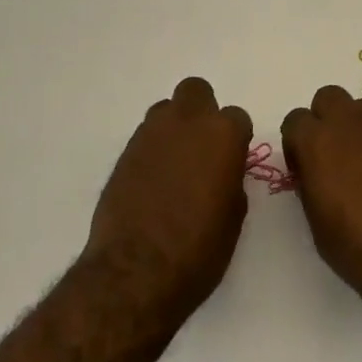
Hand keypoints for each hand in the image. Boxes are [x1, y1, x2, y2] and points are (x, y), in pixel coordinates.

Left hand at [83, 77, 251, 328]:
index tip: (231, 162)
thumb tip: (222, 172)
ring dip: (174, 128)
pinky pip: (145, 137)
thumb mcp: (234, 217)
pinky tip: (152, 182)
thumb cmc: (199, 249)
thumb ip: (231, 180)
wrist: (137, 270)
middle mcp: (186, 122)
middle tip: (202, 148)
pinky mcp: (124, 152)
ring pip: (166, 110)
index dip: (235, 140)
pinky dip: (152, 151)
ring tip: (174, 166)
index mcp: (222, 134)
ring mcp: (151, 133)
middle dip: (201, 112)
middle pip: (196, 91)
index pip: (236, 118)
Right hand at [280, 85, 361, 322]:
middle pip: (328, 98)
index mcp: (319, 143)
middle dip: (325, 120)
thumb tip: (314, 173)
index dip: (297, 144)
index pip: (295, 120)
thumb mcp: (319, 226)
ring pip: (361, 109)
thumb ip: (311, 186)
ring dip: (355, 128)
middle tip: (330, 156)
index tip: (304, 169)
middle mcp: (350, 124)